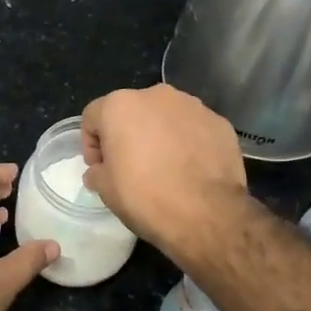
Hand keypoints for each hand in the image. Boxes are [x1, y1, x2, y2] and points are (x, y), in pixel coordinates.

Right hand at [80, 85, 248, 263]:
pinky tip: (190, 169)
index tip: (99, 167)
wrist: (206, 214)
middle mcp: (156, 95)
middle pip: (132, 111)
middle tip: (129, 165)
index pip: (94, 116)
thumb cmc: (145, 197)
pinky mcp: (220, 122)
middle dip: (127, 134)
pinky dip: (187, 142)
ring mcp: (193, 106)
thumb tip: (100, 171)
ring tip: (164, 166)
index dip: (91, 143)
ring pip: (165, 117)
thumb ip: (97, 172)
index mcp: (121, 105)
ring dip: (159, 135)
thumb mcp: (106, 189)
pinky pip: (193, 128)